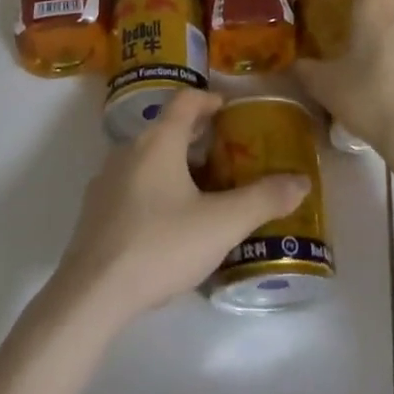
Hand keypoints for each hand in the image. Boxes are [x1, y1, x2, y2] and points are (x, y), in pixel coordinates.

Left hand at [51, 89, 309, 327]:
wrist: (92, 293)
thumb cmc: (160, 245)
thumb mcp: (221, 224)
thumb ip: (263, 200)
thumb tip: (301, 182)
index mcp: (159, 140)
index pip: (186, 100)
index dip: (209, 99)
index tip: (229, 110)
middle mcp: (129, 149)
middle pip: (166, 129)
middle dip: (197, 138)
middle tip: (225, 156)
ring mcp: (106, 180)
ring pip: (147, 158)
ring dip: (174, 165)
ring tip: (200, 192)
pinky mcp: (94, 211)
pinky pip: (131, 185)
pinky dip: (153, 190)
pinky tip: (167, 225)